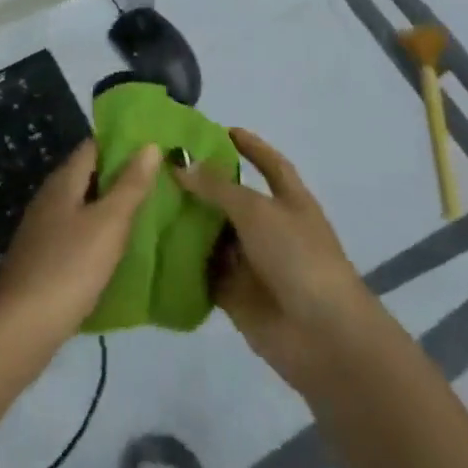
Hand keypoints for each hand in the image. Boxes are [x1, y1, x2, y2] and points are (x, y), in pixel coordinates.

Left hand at [0, 139, 160, 371]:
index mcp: (63, 181)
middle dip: (121, 176)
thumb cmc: (69, 268)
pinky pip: (77, 234)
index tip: (154, 148)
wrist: (20, 329)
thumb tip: (149, 144)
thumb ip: (130, 185)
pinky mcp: (43, 259)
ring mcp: (43, 229)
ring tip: (148, 213)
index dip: (123, 143)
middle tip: (161, 181)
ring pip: (83, 206)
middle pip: (89, 175)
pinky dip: (99, 234)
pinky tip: (118, 250)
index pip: (94, 146)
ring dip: (111, 207)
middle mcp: (50, 197)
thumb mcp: (108, 223)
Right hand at [175, 129, 376, 397]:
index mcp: (289, 200)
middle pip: (232, 199)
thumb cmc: (298, 257)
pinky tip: (150, 244)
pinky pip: (203, 271)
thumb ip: (217, 187)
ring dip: (187, 222)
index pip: (268, 163)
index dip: (249, 146)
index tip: (220, 130)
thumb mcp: (257, 210)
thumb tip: (180, 164)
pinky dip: (182, 261)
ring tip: (145, 200)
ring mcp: (252, 262)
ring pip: (213, 235)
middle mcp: (270, 227)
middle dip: (202, 185)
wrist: (322, 337)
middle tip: (160, 166)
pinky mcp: (234, 294)